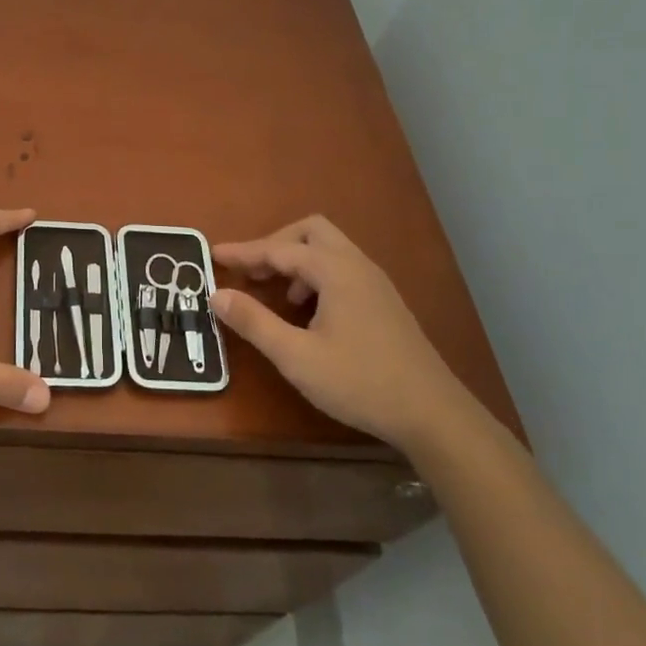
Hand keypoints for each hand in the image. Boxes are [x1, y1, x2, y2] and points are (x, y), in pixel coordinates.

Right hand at [212, 215, 468, 448]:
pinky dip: (318, 275)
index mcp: (335, 271)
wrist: (433, 414)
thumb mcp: (296, 357)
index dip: (244, 252)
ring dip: (298, 260)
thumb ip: (255, 322)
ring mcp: (376, 282)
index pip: (279, 249)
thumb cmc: (360, 382)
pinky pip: (343, 268)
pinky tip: (310, 312)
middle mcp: (357, 265)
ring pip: (330, 249)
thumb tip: (217, 295)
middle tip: (253, 272)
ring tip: (279, 295)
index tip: (213, 255)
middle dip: (276, 244)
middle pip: (310, 232)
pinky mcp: (385, 302)